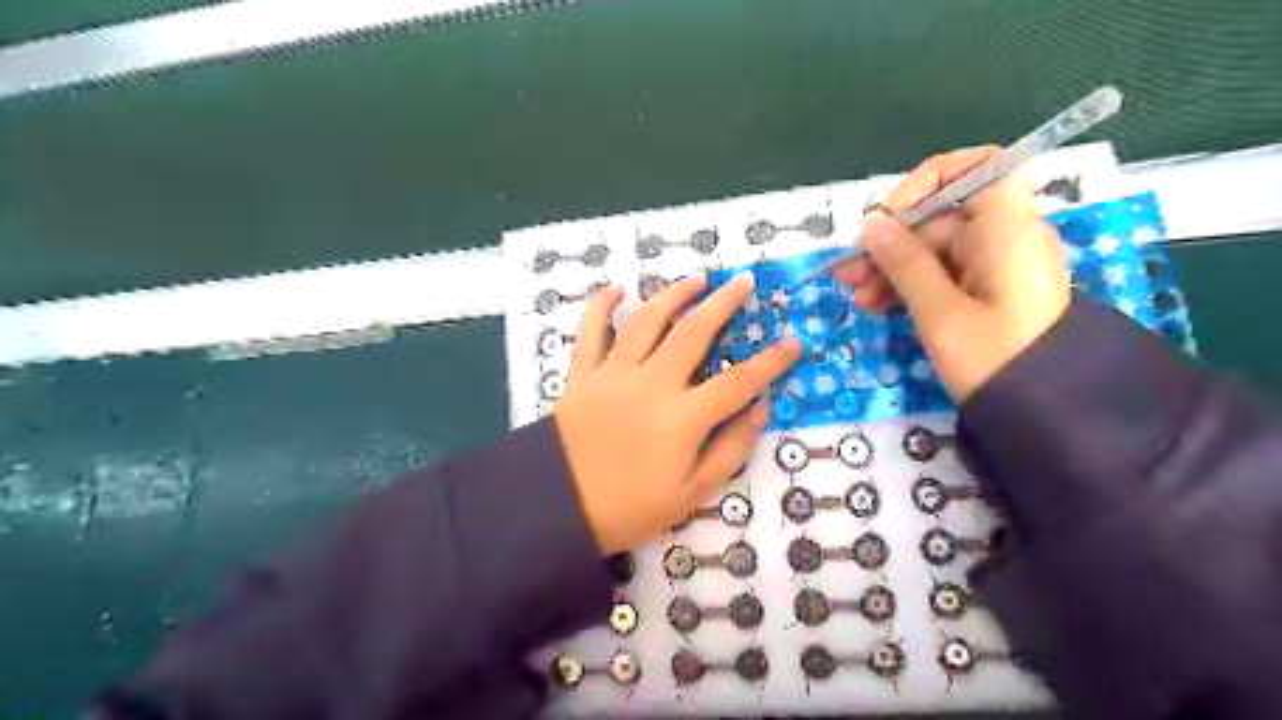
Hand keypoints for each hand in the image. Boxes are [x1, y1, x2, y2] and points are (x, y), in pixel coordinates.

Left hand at [553, 272, 797, 554]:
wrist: (558, 508)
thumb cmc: (630, 508)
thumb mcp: (692, 493)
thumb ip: (730, 449)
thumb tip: (760, 409)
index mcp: (683, 418)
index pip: (739, 381)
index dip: (771, 361)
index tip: (793, 342)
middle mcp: (651, 384)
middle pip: (694, 332)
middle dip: (724, 303)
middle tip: (744, 282)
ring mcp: (614, 374)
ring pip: (647, 320)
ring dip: (674, 294)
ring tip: (697, 278)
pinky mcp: (583, 373)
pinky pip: (591, 330)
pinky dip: (602, 305)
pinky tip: (618, 288)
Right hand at [843, 147, 1072, 405]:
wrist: (1046, 414)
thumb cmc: (995, 360)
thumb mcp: (940, 313)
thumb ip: (904, 263)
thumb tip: (872, 222)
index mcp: (1007, 229)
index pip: (978, 167)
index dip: (930, 180)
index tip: (891, 214)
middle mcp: (1004, 237)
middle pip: (939, 217)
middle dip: (890, 243)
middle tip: (849, 273)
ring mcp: (993, 266)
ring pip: (933, 249)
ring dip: (891, 268)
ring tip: (856, 297)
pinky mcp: (984, 291)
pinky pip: (941, 274)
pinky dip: (909, 285)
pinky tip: (876, 305)